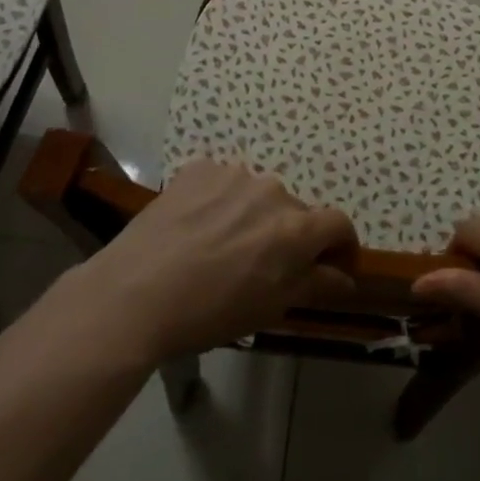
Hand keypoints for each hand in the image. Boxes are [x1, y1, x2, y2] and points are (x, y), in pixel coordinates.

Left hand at [66, 160, 358, 363]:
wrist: (134, 294)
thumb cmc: (209, 312)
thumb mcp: (270, 308)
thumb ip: (315, 284)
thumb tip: (345, 276)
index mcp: (296, 227)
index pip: (338, 224)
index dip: (342, 245)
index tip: (333, 265)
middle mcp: (272, 190)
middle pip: (294, 210)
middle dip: (289, 235)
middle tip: (263, 266)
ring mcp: (234, 174)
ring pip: (257, 194)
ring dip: (252, 216)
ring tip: (222, 246)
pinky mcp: (199, 168)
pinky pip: (222, 183)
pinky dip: (219, 202)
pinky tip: (196, 228)